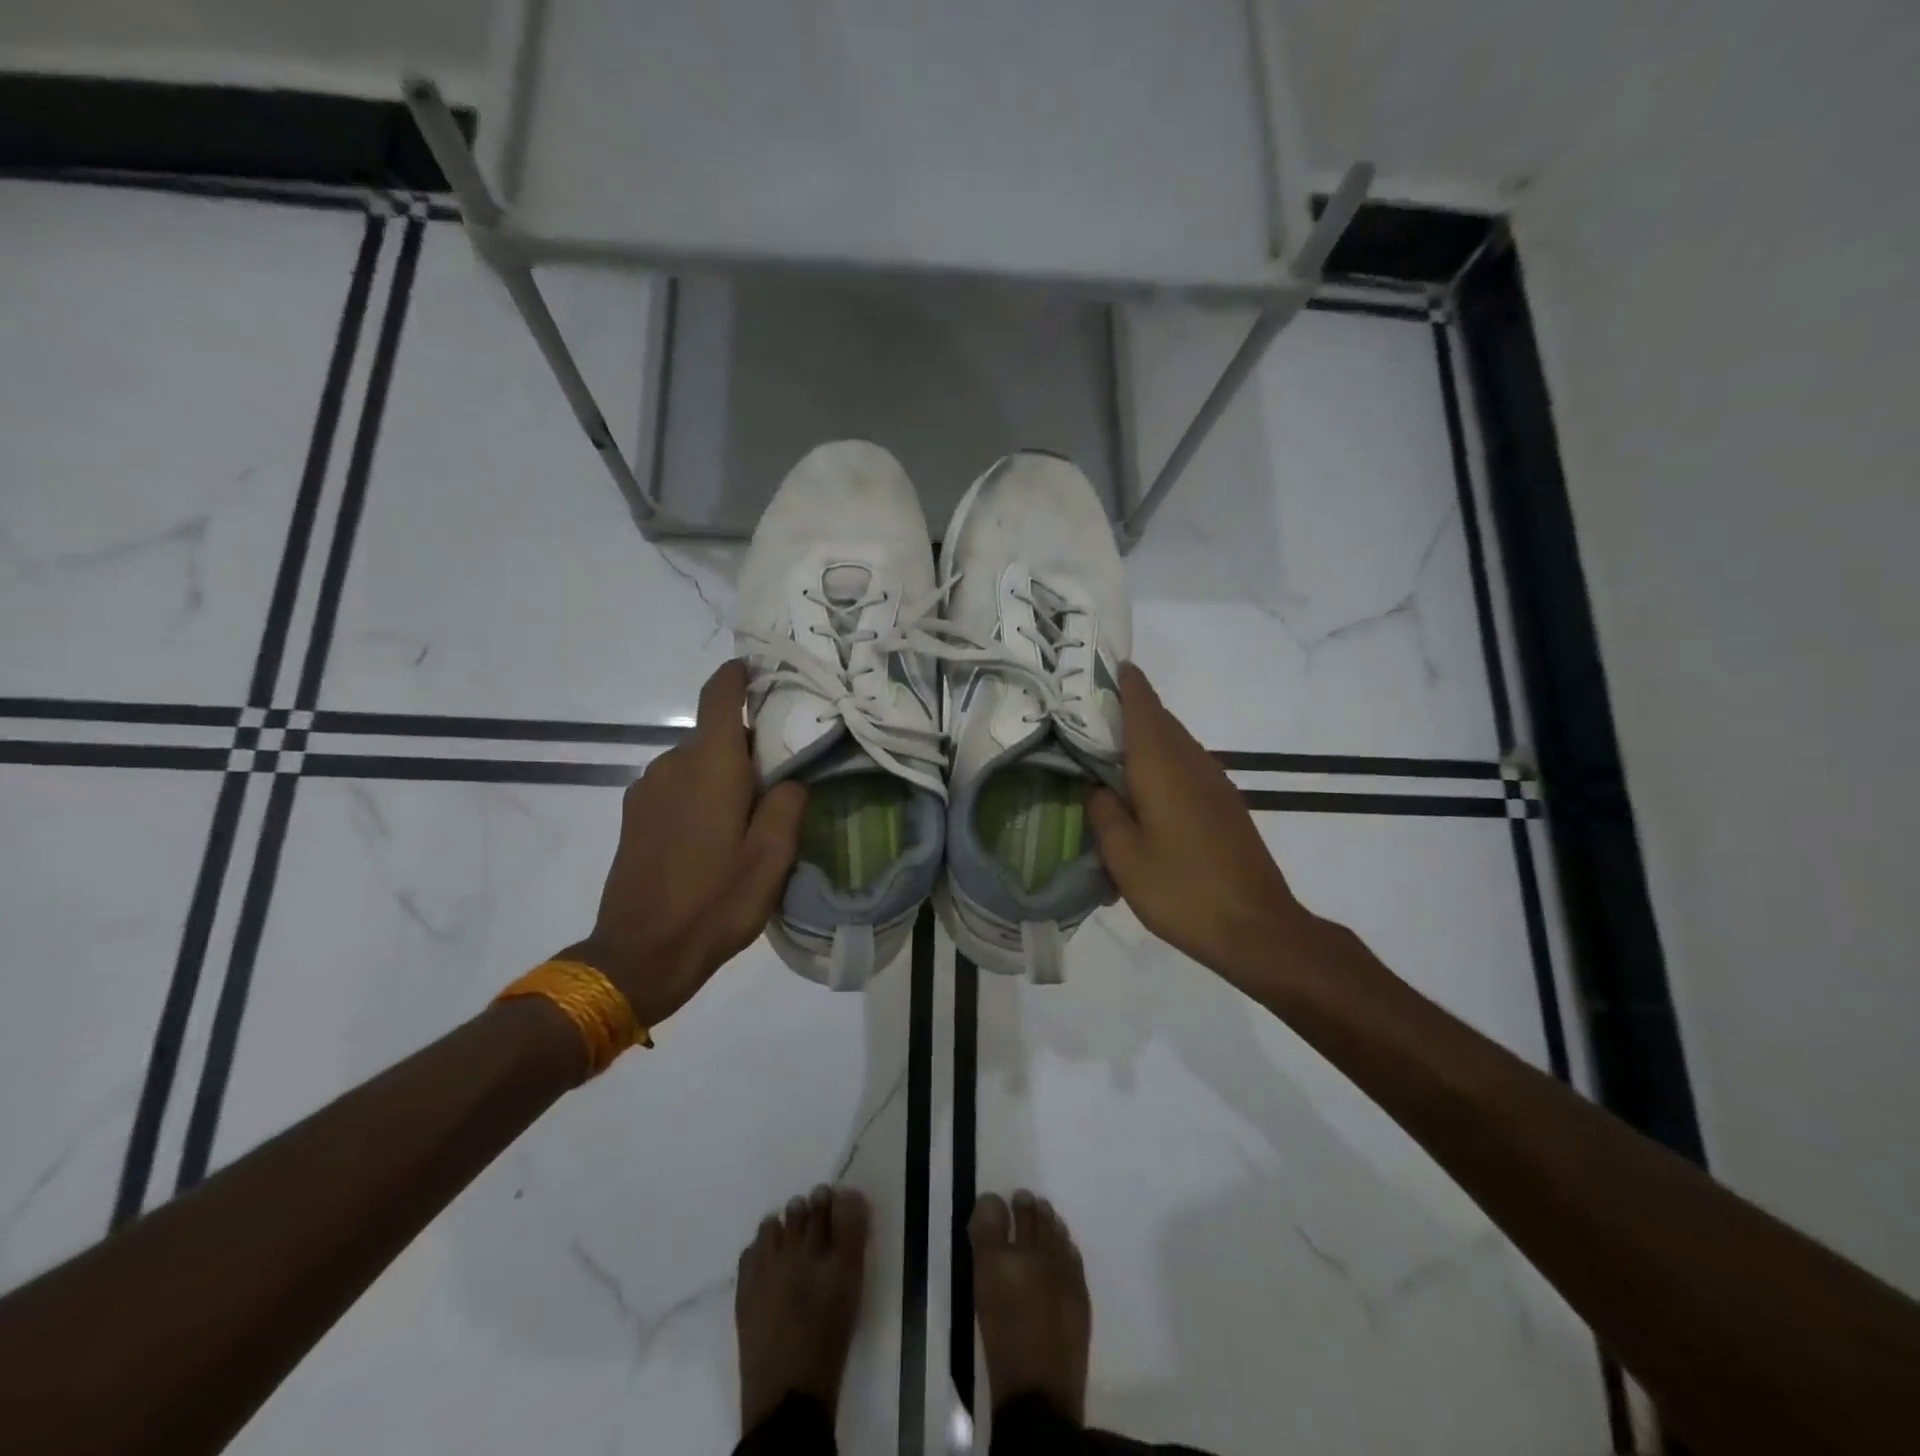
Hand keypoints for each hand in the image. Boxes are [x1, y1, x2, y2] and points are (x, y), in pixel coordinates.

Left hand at [561, 661, 806, 1025]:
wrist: (639, 954)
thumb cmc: (715, 901)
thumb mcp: (772, 856)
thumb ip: (787, 803)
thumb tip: (787, 778)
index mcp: (710, 764)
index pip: (719, 693)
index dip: (740, 674)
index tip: (763, 672)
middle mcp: (672, 763)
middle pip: (714, 733)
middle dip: (748, 744)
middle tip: (782, 776)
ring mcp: (646, 789)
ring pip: (696, 762)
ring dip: (724, 774)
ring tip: (750, 815)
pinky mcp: (633, 816)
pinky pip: (676, 786)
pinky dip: (700, 794)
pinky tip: (714, 836)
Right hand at [1086, 663, 1320, 990]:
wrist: (1256, 927)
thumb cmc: (1182, 890)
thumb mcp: (1124, 857)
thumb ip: (1105, 814)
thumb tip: (1099, 789)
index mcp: (1162, 767)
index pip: (1143, 707)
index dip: (1126, 683)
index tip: (1107, 665)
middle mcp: (1192, 763)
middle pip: (1161, 720)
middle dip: (1132, 707)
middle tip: (1093, 710)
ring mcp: (1215, 783)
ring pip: (1177, 742)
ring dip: (1148, 735)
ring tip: (1113, 747)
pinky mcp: (1226, 805)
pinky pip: (1188, 765)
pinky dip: (1163, 760)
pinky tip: (1146, 787)